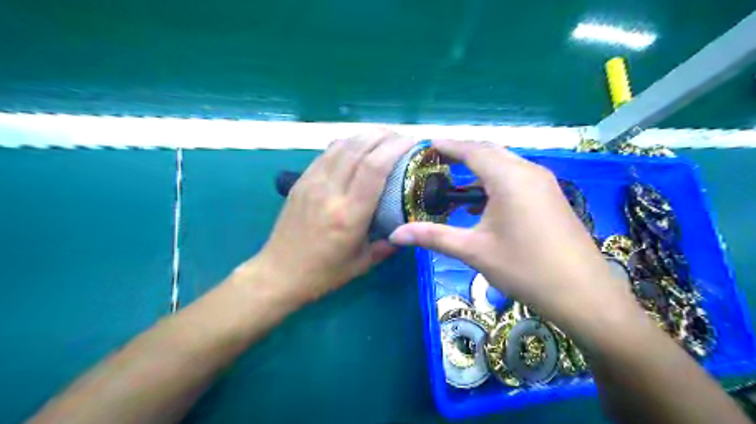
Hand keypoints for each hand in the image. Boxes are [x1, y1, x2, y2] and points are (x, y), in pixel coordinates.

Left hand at [258, 131, 416, 303]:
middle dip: (384, 136)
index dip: (395, 148)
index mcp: (349, 214)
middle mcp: (330, 192)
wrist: (278, 272)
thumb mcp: (362, 263)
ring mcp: (312, 183)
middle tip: (401, 137)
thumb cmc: (323, 273)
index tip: (412, 142)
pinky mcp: (301, 181)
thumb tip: (408, 230)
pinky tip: (357, 145)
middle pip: (358, 148)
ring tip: (383, 136)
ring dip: (365, 135)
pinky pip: (326, 153)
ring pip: (341, 146)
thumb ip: (388, 245)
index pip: (374, 168)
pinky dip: (346, 143)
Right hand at [389, 141, 642, 335]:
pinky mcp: (551, 197)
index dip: (448, 145)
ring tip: (456, 178)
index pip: (472, 150)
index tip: (427, 146)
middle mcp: (529, 172)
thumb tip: (395, 234)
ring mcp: (544, 183)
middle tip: (437, 160)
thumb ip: (433, 237)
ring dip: (480, 166)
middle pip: (490, 151)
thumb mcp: (474, 250)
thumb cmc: (525, 269)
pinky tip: (483, 201)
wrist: (584, 295)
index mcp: (509, 178)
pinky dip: (495, 180)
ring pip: (505, 163)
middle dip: (462, 152)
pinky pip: (517, 177)